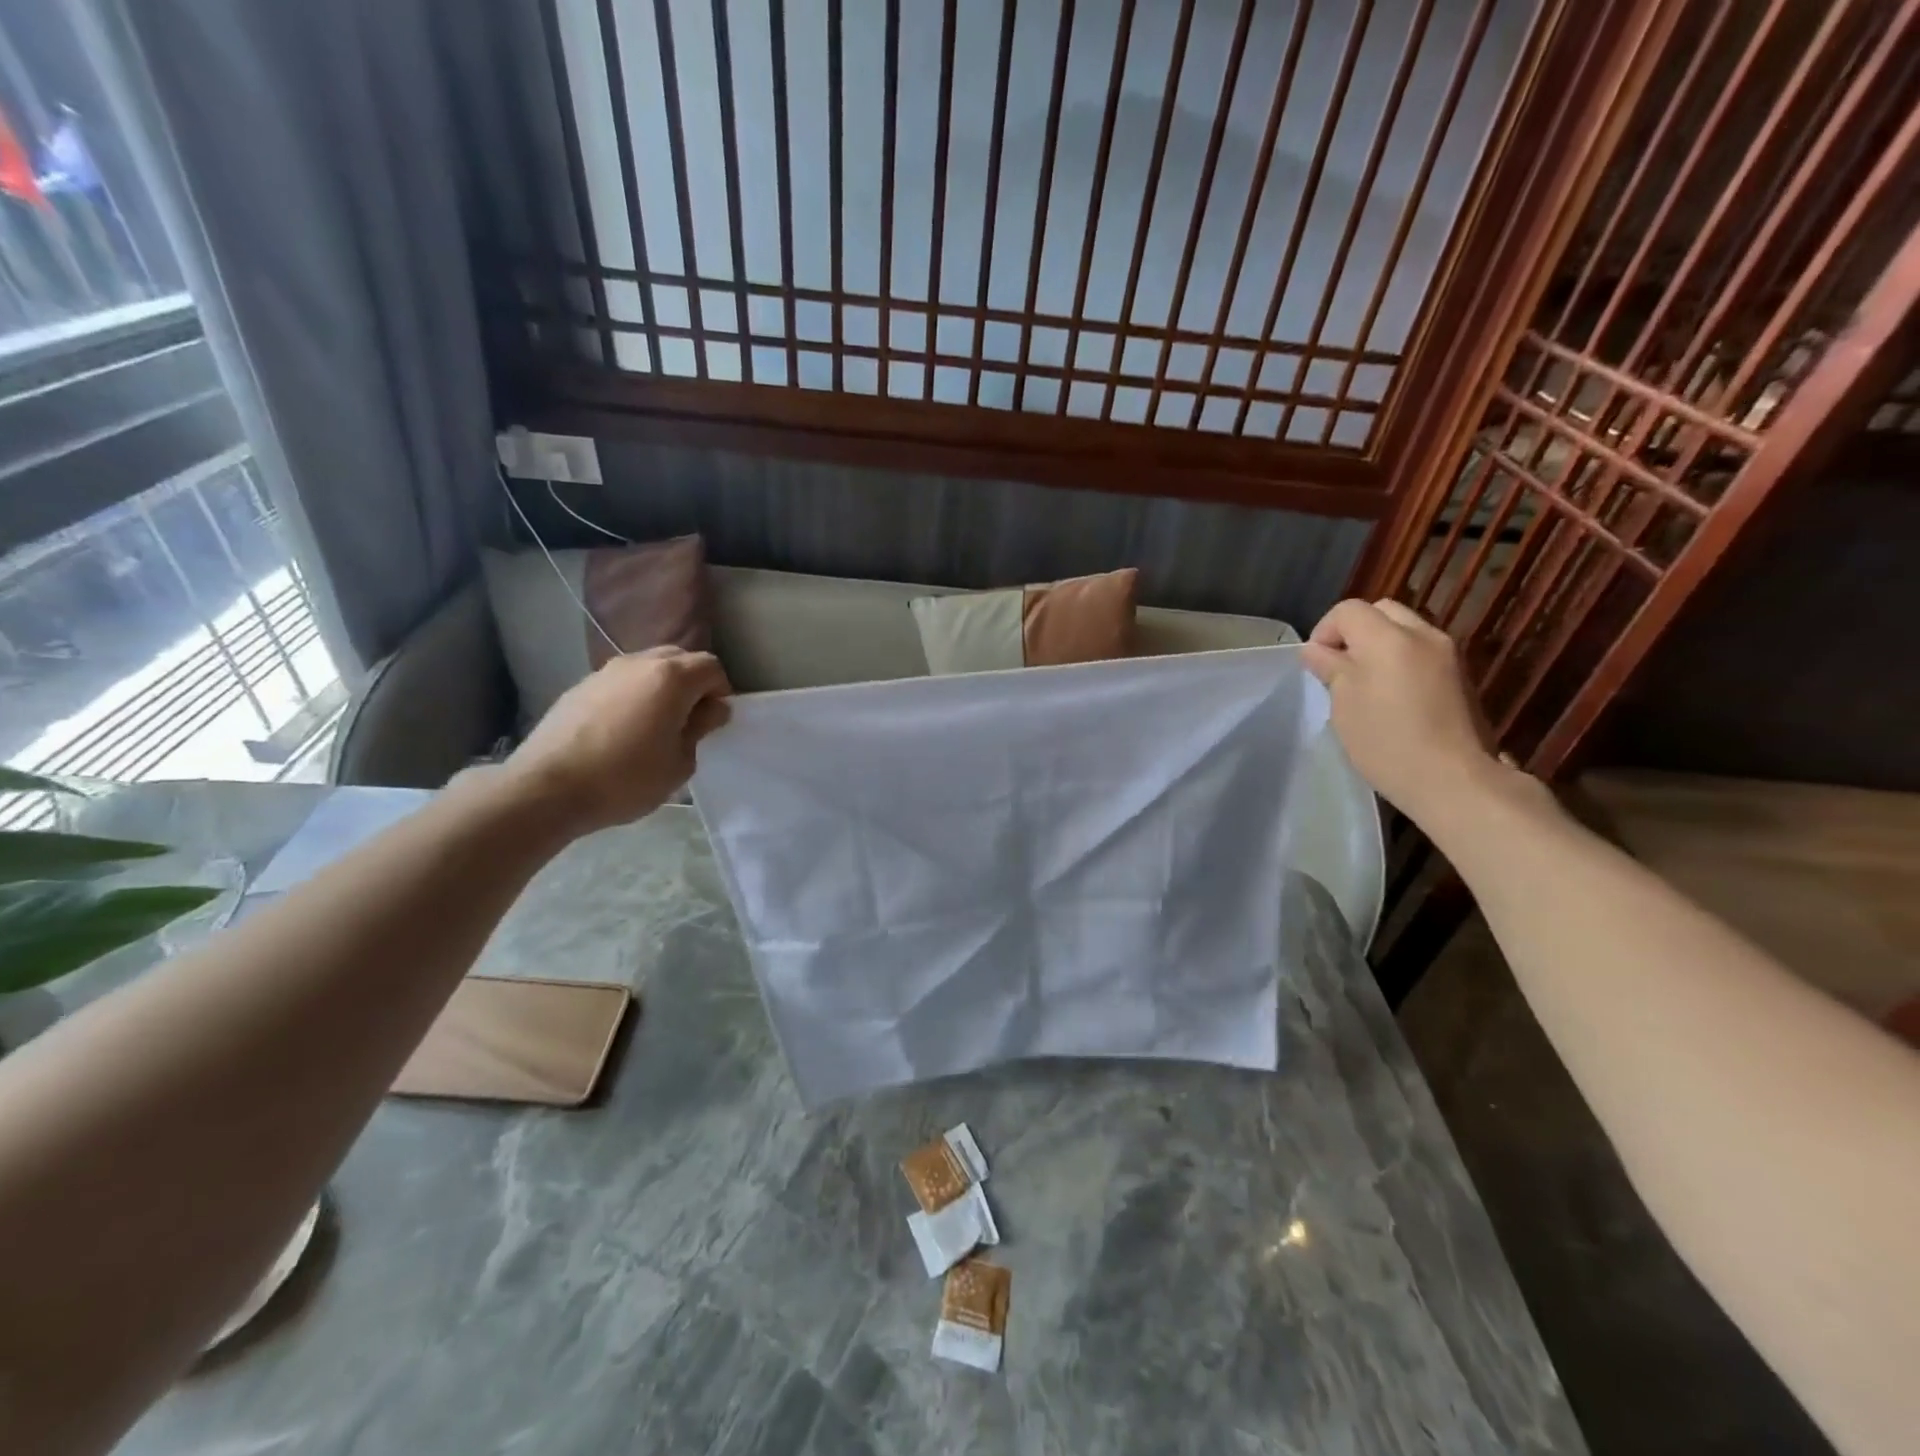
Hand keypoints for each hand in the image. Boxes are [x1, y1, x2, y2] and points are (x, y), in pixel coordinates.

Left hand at [503, 646, 732, 834]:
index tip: (714, 722)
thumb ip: (700, 729)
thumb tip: (710, 709)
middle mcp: (639, 663)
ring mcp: (605, 671)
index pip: (711, 667)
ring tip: (655, 725)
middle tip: (690, 720)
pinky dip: (633, 695)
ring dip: (661, 688)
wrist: (547, 788)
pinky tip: (623, 730)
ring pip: (647, 667)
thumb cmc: (625, 778)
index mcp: (671, 678)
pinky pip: (621, 682)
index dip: (721, 692)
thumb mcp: (680, 763)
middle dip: (692, 683)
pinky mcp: (580, 686)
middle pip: (679, 658)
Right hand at [1301, 599, 1503, 825]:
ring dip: (1380, 645)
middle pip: (1381, 611)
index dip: (1325, 631)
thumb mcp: (1343, 703)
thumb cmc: (1386, 740)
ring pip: (1405, 630)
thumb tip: (1317, 651)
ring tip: (1366, 683)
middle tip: (1340, 667)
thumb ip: (1331, 668)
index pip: (1348, 610)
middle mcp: (1422, 634)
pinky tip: (1394, 696)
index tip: (1317, 664)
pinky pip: (1422, 651)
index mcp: (1388, 638)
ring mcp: (1447, 654)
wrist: (1452, 778)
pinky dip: (1401, 660)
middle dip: (1355, 631)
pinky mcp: (1461, 675)